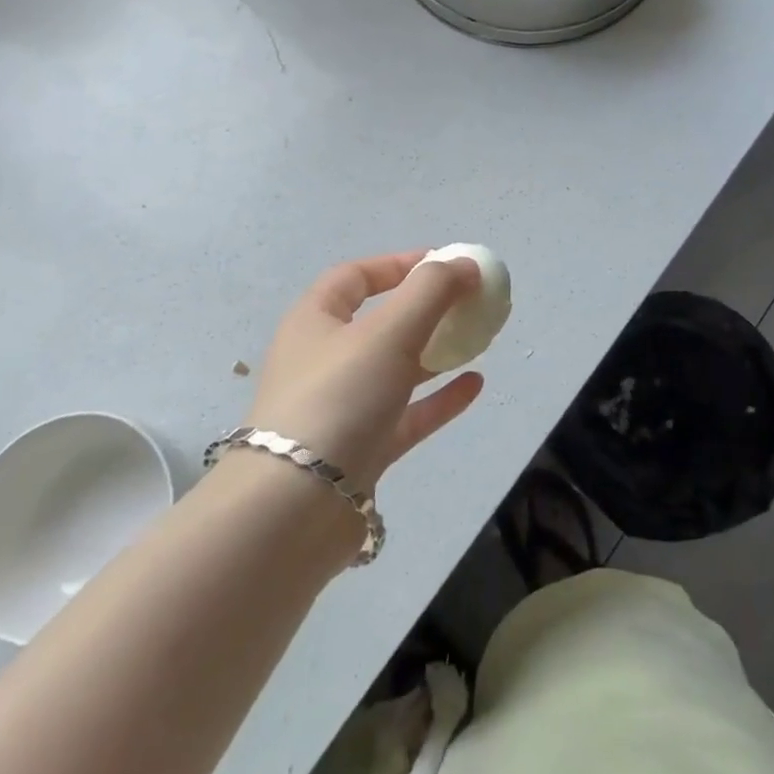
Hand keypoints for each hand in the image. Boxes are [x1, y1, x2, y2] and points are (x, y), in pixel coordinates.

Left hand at [248, 252, 485, 492]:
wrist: (294, 511)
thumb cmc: (338, 399)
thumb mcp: (388, 332)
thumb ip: (431, 291)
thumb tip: (464, 264)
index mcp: (315, 322)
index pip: (355, 277)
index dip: (398, 264)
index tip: (443, 262)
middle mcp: (324, 360)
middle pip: (380, 321)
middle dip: (426, 309)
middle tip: (468, 303)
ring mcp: (342, 408)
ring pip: (396, 368)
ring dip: (437, 351)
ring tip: (478, 339)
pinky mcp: (361, 450)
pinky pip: (407, 414)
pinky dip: (439, 397)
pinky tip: (475, 385)